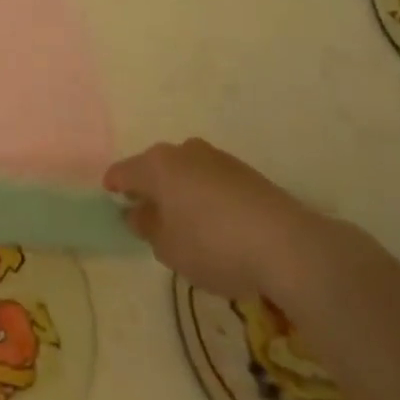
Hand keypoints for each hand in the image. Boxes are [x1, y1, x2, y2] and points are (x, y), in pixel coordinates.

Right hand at [104, 138, 323, 298]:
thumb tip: (137, 212)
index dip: (113, 186)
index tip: (111, 200)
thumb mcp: (169, 248)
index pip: (123, 172)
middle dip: (151, 189)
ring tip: (187, 224)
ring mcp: (217, 158)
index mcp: (156, 164)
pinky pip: (213, 182)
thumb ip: (147, 228)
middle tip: (150, 217)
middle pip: (156, 168)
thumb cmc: (214, 245)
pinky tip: (218, 226)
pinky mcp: (246, 172)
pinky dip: (207, 198)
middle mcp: (182, 151)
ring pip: (187, 173)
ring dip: (182, 192)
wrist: (288, 245)